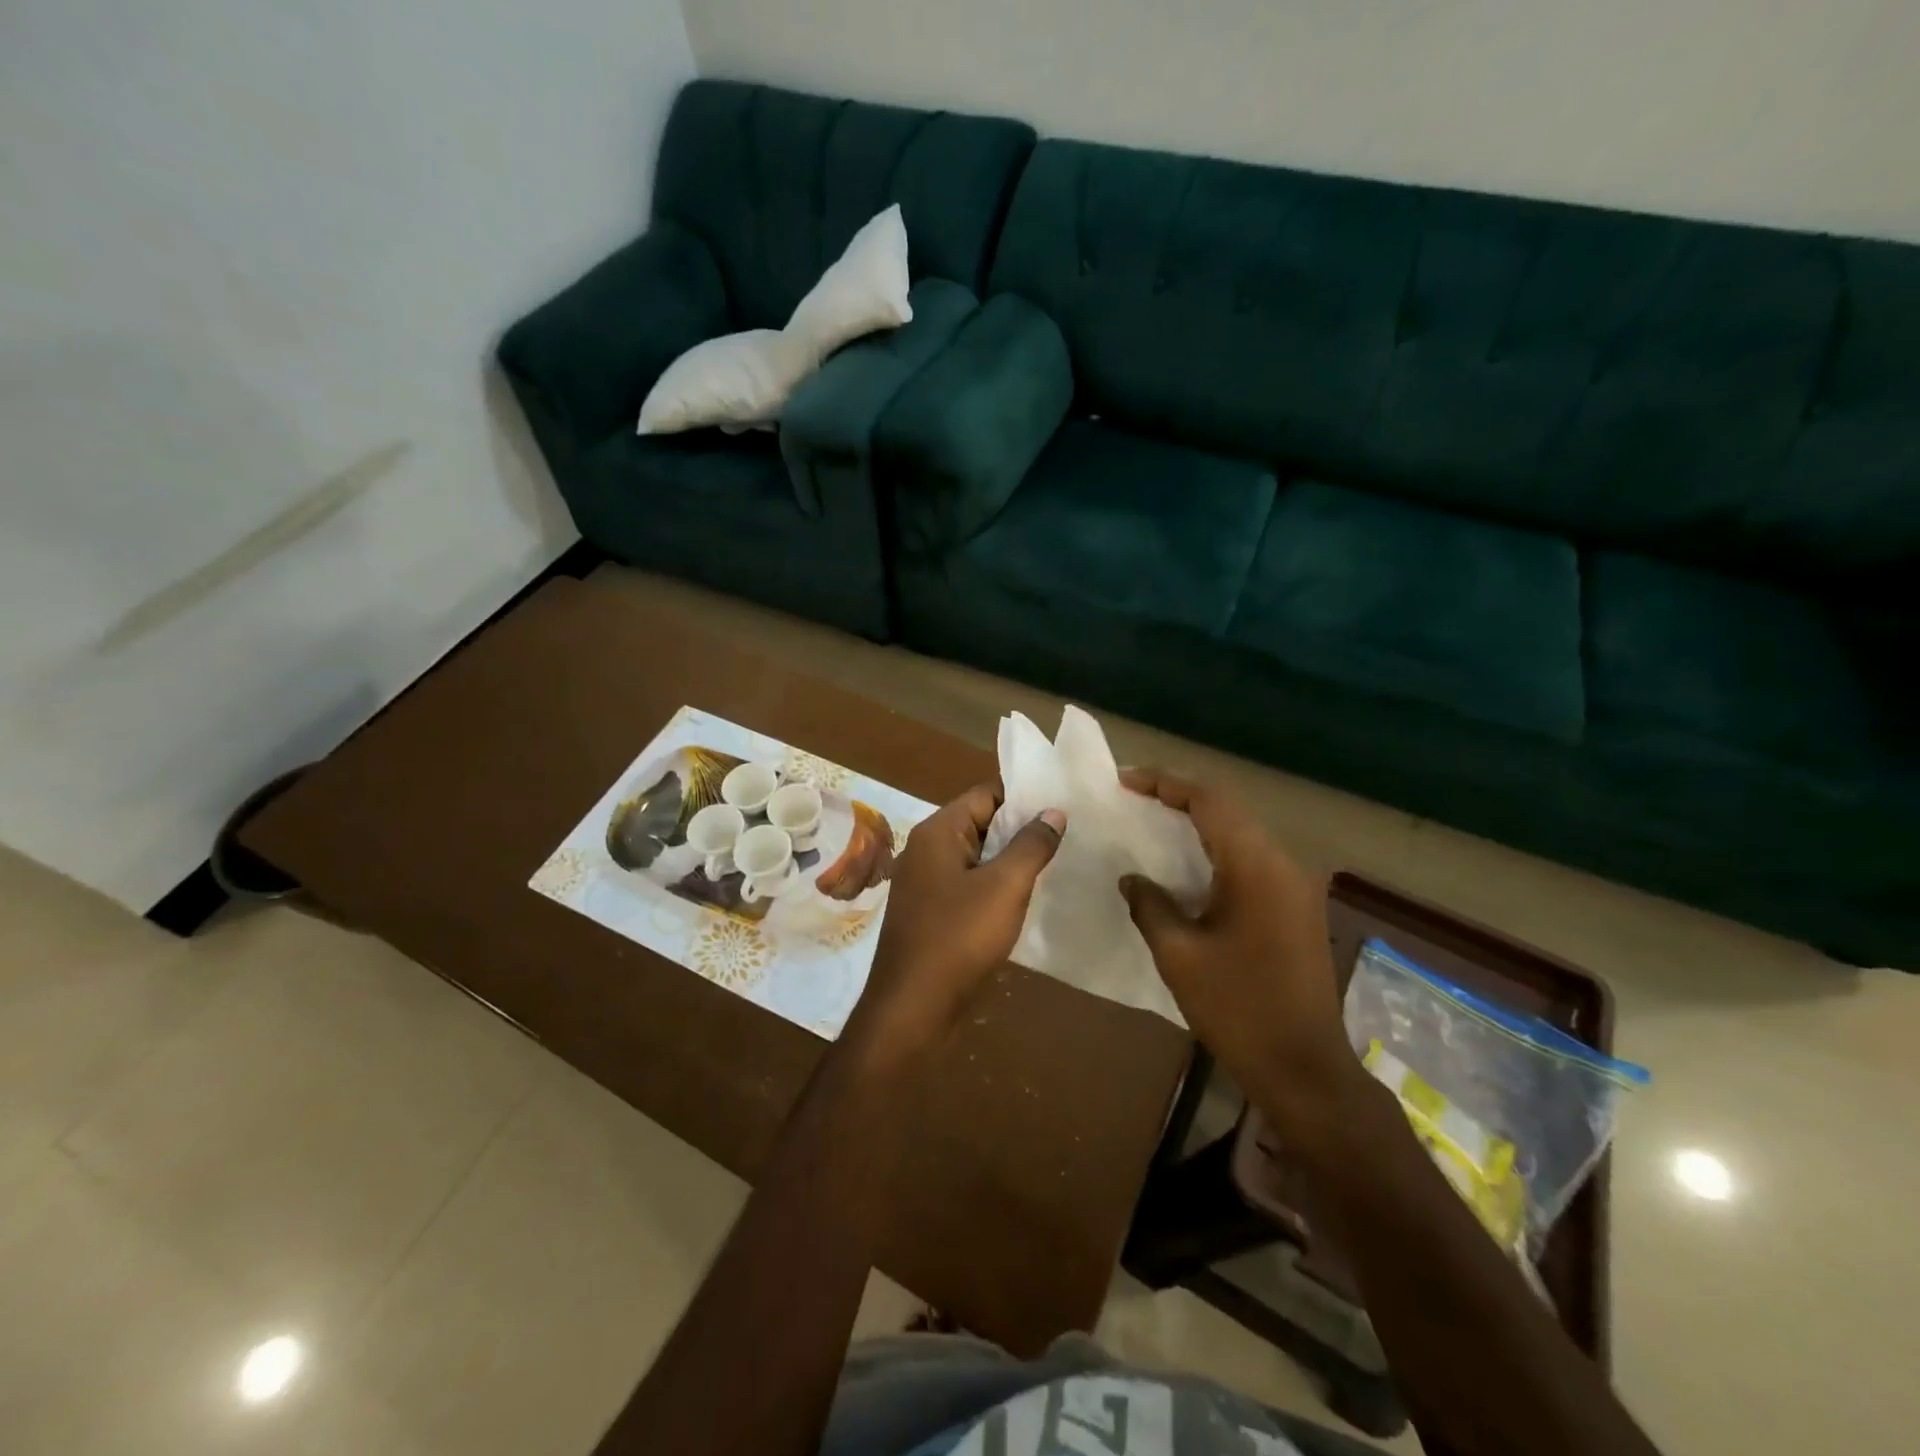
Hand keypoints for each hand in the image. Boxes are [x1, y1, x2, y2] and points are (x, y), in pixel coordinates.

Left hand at [853, 783, 1064, 1047]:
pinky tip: (1026, 902)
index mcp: (938, 832)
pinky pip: (969, 888)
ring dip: (1010, 863)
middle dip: (1021, 831)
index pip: (985, 795)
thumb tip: (1053, 811)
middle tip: (1068, 839)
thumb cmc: (958, 938)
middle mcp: (927, 850)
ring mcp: (926, 884)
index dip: (1023, 799)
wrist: (912, 1009)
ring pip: (977, 859)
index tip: (1062, 810)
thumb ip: (1031, 845)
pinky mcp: (932, 915)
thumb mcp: (1005, 887)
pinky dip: (995, 889)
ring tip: (1056, 867)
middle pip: (981, 824)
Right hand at [1117, 768, 1355, 1127]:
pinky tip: (1187, 868)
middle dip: (1179, 798)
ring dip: (1198, 824)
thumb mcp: (1179, 955)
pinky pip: (1252, 860)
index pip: (1209, 801)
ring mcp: (1296, 886)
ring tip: (1153, 824)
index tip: (1124, 782)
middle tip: (1133, 799)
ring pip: (1241, 833)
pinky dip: (1216, 851)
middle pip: (1228, 810)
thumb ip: (1150, 905)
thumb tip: (1132, 878)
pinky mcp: (1297, 908)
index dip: (1165, 784)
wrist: (1304, 1069)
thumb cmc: (1238, 1009)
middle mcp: (1283, 863)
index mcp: (1256, 866)